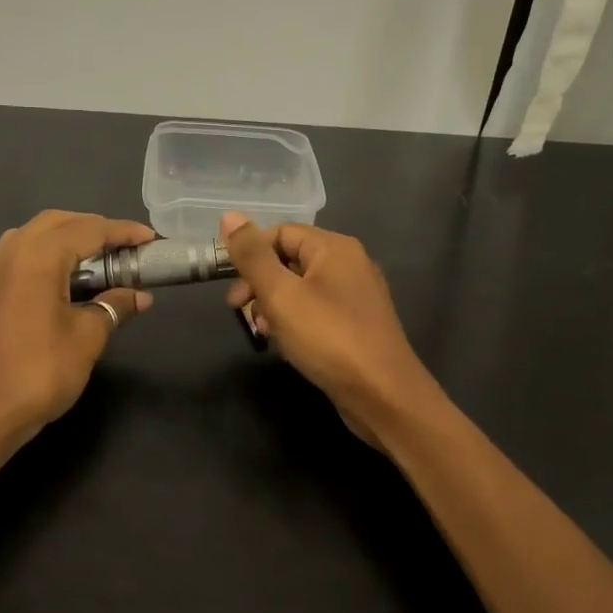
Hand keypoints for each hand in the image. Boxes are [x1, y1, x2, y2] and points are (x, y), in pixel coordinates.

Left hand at [0, 210, 155, 451]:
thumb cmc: (40, 372)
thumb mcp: (87, 337)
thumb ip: (114, 306)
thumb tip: (140, 296)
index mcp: (36, 256)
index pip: (88, 229)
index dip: (122, 232)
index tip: (150, 239)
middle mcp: (9, 250)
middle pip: (58, 223)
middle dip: (94, 228)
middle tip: (125, 247)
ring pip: (34, 235)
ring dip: (68, 238)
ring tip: (99, 259)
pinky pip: (19, 254)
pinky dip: (46, 255)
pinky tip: (65, 277)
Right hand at [221, 212, 437, 446]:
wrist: (383, 396)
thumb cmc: (329, 338)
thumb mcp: (281, 294)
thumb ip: (253, 256)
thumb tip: (229, 216)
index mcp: (334, 248)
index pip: (280, 233)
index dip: (250, 254)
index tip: (230, 285)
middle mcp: (349, 264)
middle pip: (290, 260)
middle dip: (259, 284)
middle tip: (239, 311)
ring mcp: (355, 296)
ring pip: (300, 289)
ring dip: (274, 306)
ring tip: (263, 333)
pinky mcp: (356, 325)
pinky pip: (316, 311)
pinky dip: (294, 322)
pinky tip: (285, 345)